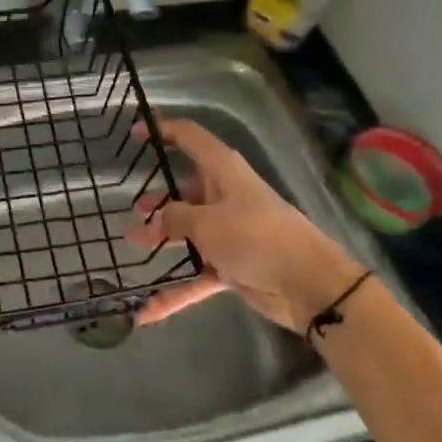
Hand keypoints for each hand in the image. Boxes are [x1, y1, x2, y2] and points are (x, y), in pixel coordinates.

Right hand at [126, 118, 367, 331]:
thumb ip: (175, 219)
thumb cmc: (256, 237)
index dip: (164, 131)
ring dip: (162, 241)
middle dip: (160, 200)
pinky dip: (176, 290)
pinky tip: (148, 310)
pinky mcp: (234, 265)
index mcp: (223, 172)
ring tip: (134, 246)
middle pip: (187, 191)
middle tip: (135, 211)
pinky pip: (197, 274)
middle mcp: (226, 197)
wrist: (308, 285)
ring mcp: (230, 233)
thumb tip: (155, 219)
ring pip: (189, 232)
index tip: (135, 134)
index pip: (191, 139)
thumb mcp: (207, 223)